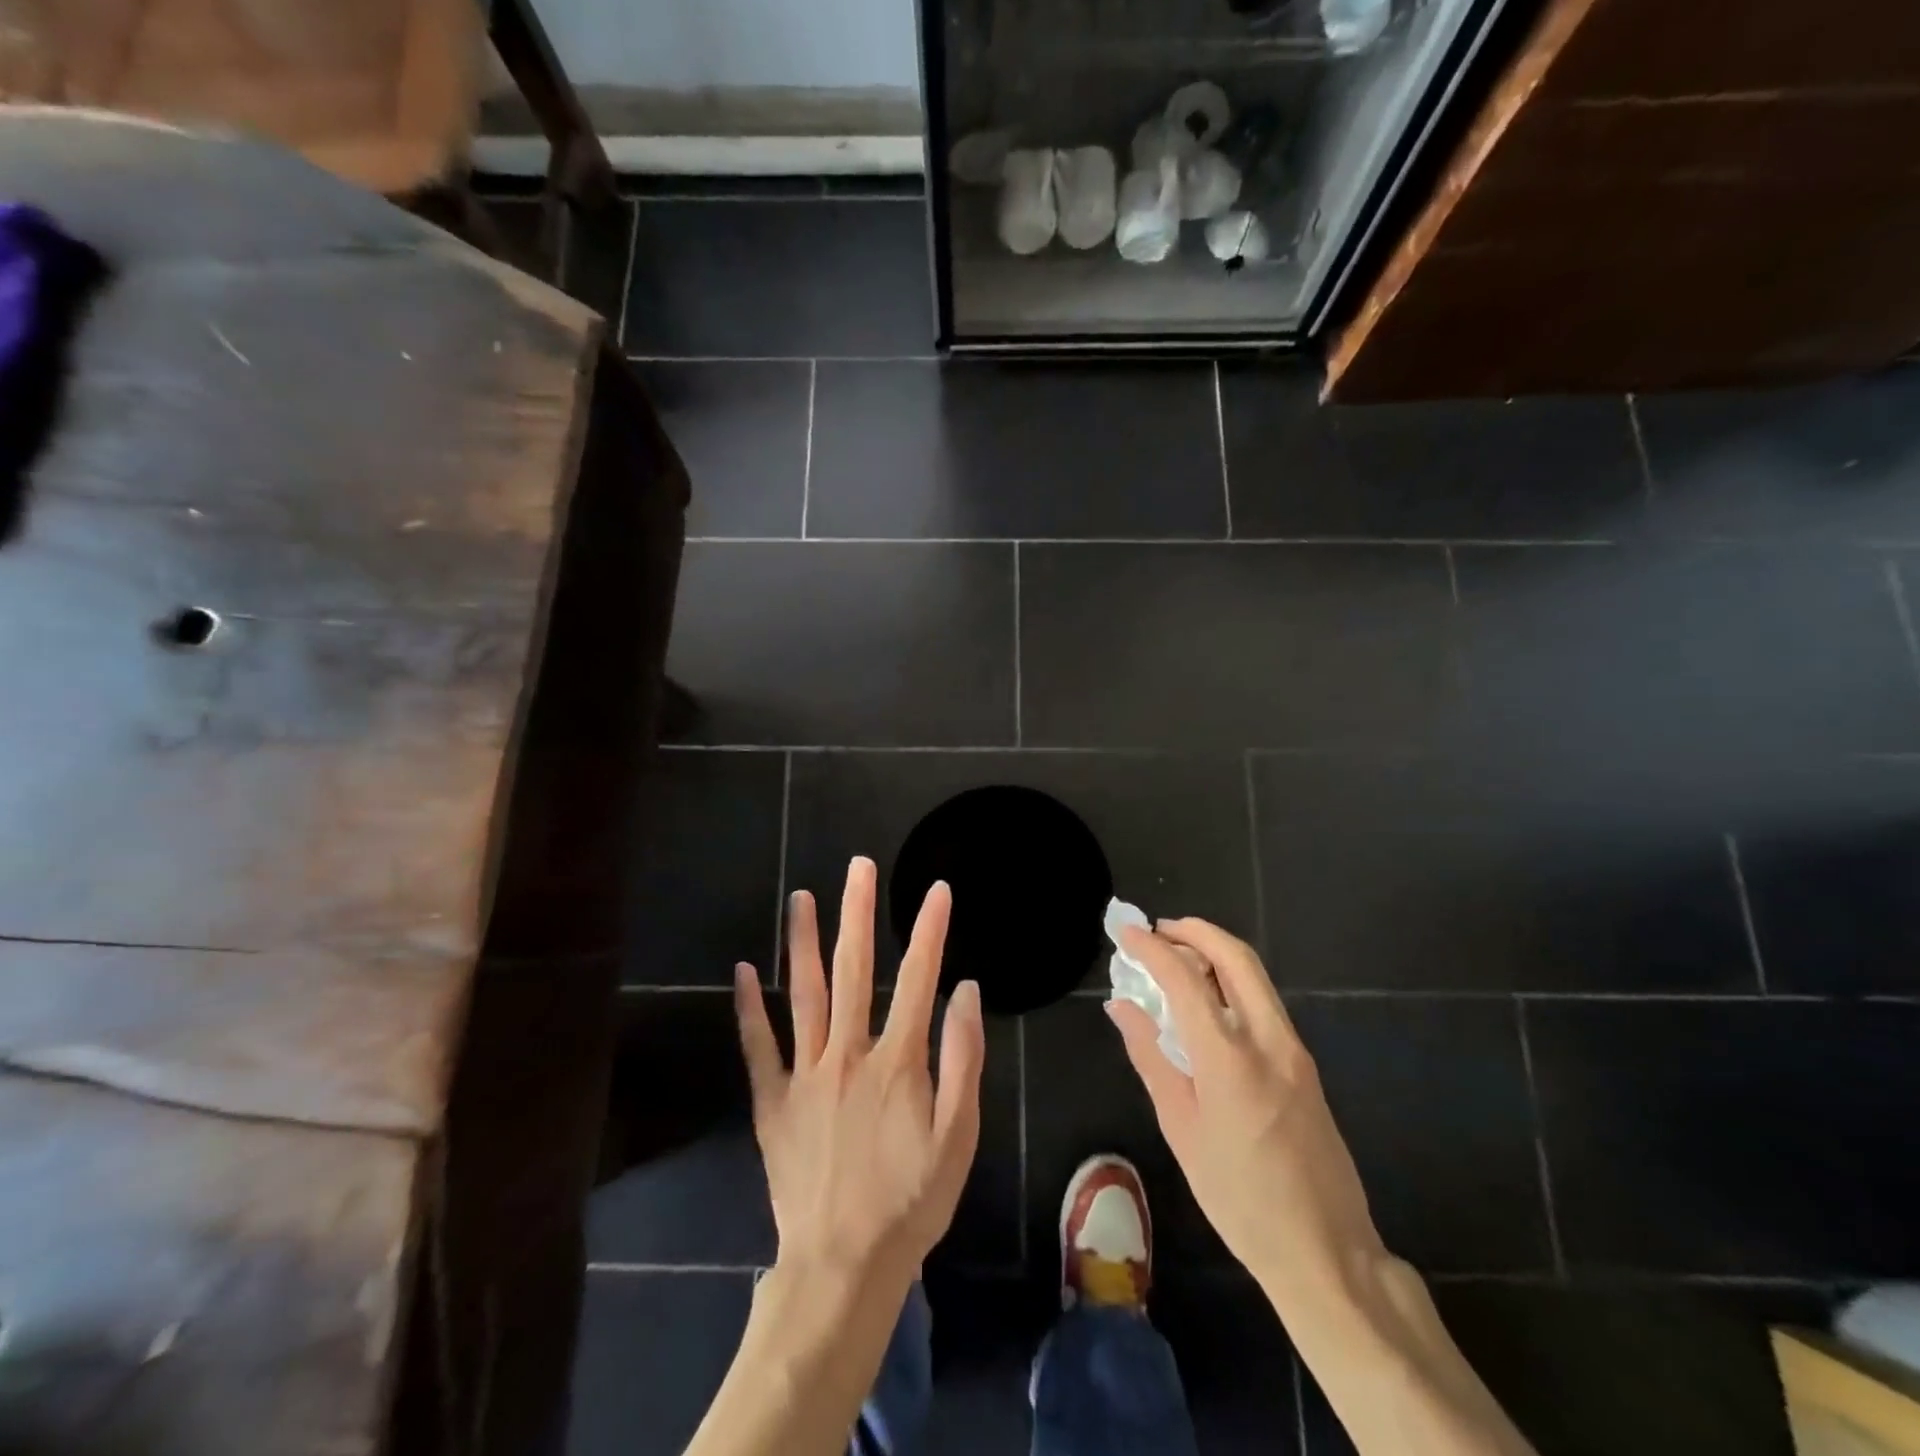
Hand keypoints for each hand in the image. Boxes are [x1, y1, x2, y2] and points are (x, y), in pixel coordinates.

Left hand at [735, 857, 984, 1293]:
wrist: (844, 1265)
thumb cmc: (911, 1201)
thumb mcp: (958, 1137)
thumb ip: (964, 1060)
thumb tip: (966, 992)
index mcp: (896, 1062)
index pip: (917, 979)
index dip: (929, 931)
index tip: (936, 889)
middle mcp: (847, 1055)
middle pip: (853, 971)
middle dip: (858, 914)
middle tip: (859, 867)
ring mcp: (804, 1075)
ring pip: (804, 995)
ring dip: (802, 943)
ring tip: (801, 897)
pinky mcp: (773, 1102)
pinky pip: (758, 1048)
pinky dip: (750, 1009)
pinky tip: (743, 970)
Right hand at [1106, 919, 1385, 1301]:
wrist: (1326, 1251)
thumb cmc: (1238, 1197)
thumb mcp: (1180, 1129)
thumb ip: (1150, 1057)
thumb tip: (1122, 1007)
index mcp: (1229, 1058)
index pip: (1185, 978)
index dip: (1152, 948)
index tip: (1126, 932)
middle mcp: (1268, 1039)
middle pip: (1235, 956)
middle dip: (1195, 930)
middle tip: (1158, 930)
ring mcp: (1294, 1049)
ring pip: (1255, 975)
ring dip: (1215, 952)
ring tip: (1176, 958)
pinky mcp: (1305, 1064)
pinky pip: (1264, 1001)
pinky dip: (1232, 981)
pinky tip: (1207, 1001)